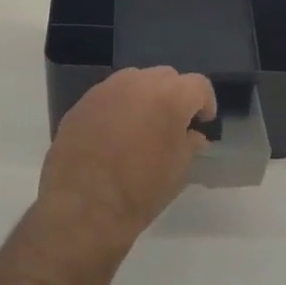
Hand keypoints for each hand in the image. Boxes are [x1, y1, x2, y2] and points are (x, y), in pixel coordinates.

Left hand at [37, 67, 216, 247]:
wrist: (85, 207)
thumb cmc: (142, 190)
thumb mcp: (178, 169)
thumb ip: (189, 143)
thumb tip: (192, 135)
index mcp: (170, 96)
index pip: (198, 85)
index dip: (205, 103)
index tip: (202, 123)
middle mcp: (137, 83)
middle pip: (165, 77)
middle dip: (174, 96)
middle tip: (172, 124)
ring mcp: (105, 91)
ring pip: (134, 82)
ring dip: (144, 98)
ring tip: (142, 127)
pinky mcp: (80, 104)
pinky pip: (108, 97)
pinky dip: (118, 109)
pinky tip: (113, 136)